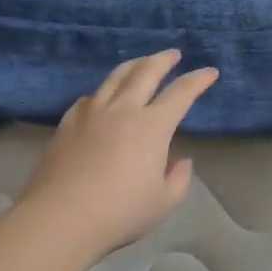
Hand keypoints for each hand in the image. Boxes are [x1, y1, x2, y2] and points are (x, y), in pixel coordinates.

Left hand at [17, 50, 219, 258]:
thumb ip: (178, 178)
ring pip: (115, 77)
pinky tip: (102, 96)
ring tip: (141, 62)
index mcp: (152, 126)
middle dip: (163, 60)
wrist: (61, 216)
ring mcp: (92, 112)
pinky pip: (90, 97)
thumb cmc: (120, 212)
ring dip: (133, 65)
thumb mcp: (162, 202)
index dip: (198, 80)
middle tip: (173, 54)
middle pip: (146, 72)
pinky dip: (103, 91)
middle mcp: (123, 109)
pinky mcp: (68, 122)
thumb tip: (181, 160)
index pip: (181, 93)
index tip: (210, 72)